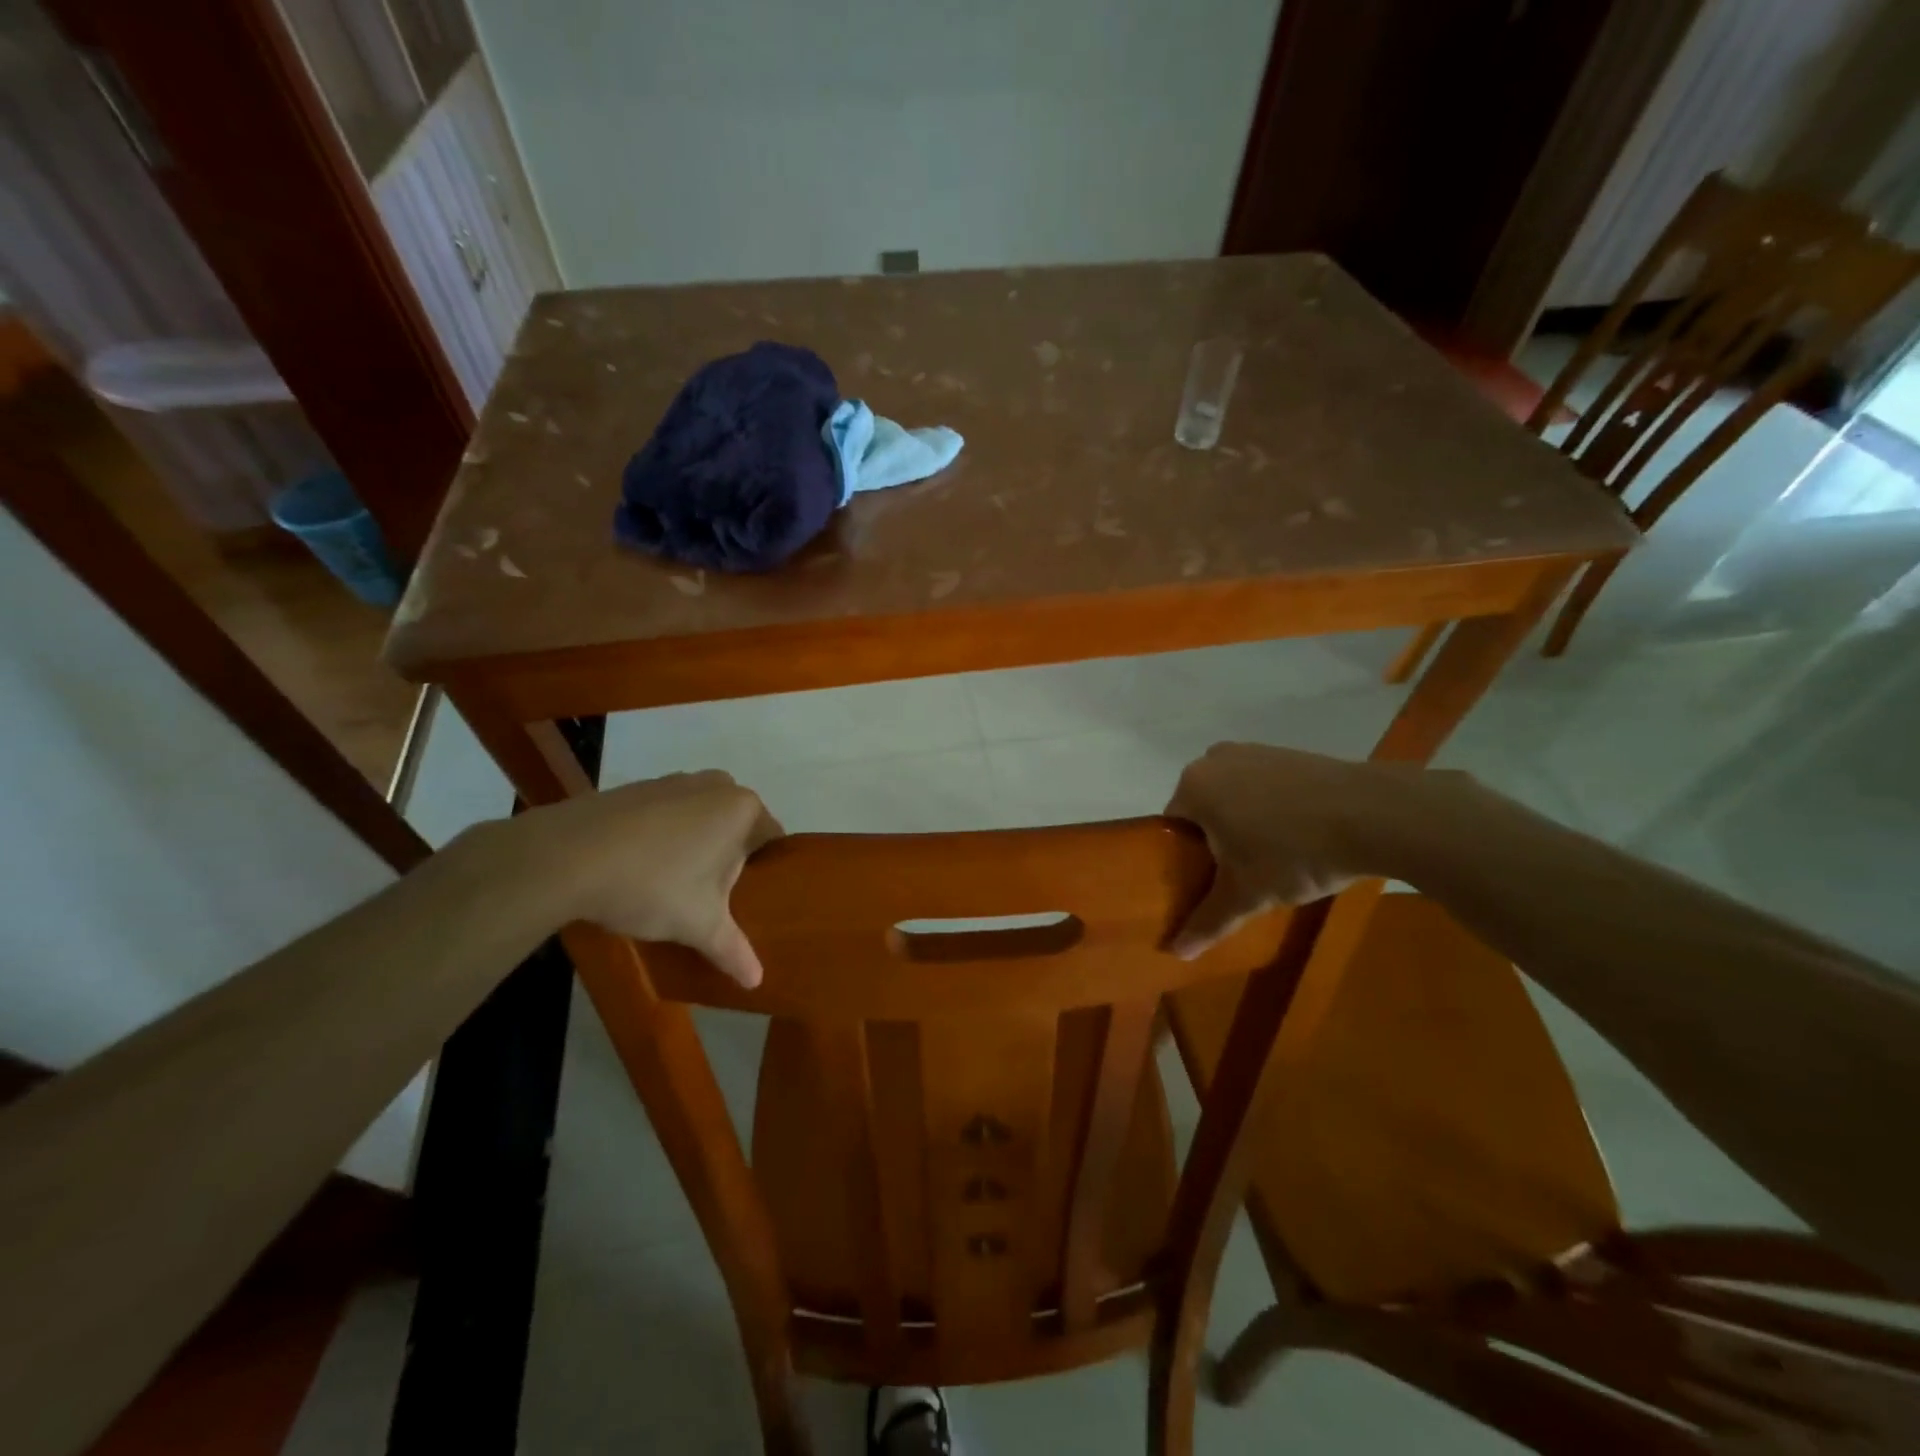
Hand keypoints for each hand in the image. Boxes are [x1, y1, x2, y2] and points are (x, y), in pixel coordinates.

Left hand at [516, 771, 783, 986]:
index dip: (764, 873)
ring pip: (699, 820)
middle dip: (727, 860)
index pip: (772, 839)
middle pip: (735, 828)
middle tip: (712, 900)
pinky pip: (664, 815)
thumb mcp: (698, 925)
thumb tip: (756, 981)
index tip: (748, 902)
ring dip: (693, 848)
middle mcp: (715, 784)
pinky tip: (638, 870)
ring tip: (673, 888)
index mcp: (743, 808)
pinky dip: (660, 839)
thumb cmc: (652, 884)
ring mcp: (672, 781)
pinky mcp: (635, 788)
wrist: (565, 856)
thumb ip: (732, 950)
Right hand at [1163, 743, 1435, 957]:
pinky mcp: (1292, 753)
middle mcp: (1215, 759)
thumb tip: (1175, 953)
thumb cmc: (1293, 852)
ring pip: (1236, 796)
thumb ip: (1207, 921)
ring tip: (1273, 858)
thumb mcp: (1246, 895)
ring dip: (1246, 823)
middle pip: (1203, 808)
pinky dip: (1274, 809)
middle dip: (1217, 840)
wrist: (1375, 814)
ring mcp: (1256, 751)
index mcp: (1194, 786)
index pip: (1172, 827)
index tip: (1209, 882)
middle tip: (1239, 874)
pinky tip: (1300, 835)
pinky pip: (1266, 786)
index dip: (1186, 858)